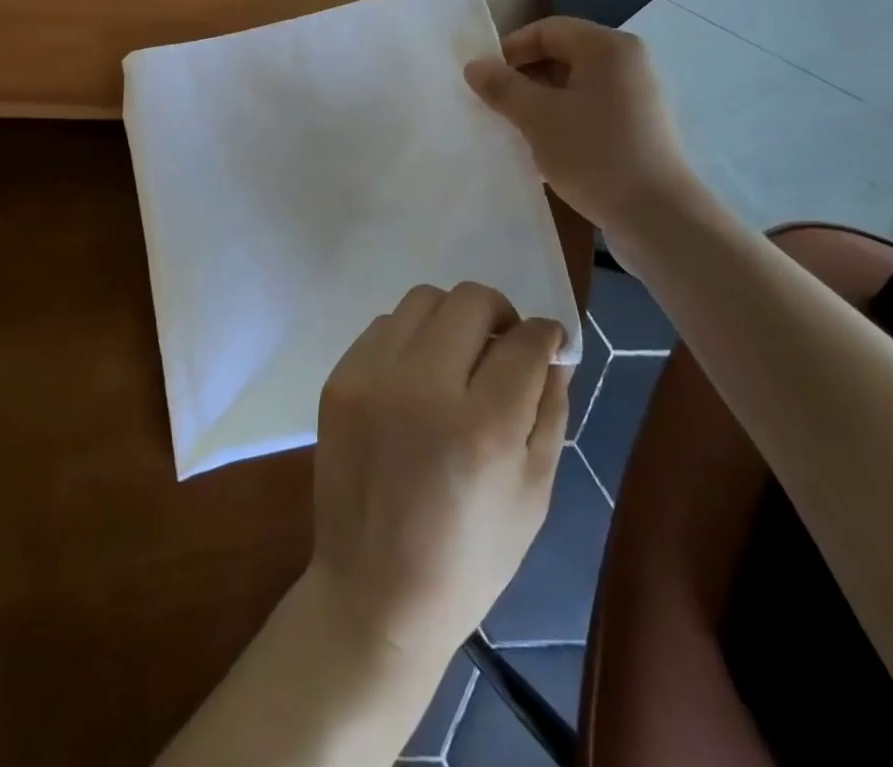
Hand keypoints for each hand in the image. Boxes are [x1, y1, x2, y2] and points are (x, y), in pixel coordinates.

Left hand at [309, 282, 568, 670]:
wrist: (373, 592)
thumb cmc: (468, 557)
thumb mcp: (533, 494)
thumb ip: (549, 410)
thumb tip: (554, 350)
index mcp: (482, 427)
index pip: (524, 341)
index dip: (546, 335)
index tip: (547, 342)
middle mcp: (423, 387)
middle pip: (470, 299)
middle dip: (499, 313)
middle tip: (502, 346)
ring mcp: (372, 377)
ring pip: (423, 300)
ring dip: (451, 319)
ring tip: (456, 360)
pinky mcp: (339, 379)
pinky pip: (383, 326)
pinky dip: (409, 339)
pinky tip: (415, 379)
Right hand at [463, 16, 695, 228]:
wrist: (658, 217)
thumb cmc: (595, 154)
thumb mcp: (538, 118)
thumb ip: (503, 87)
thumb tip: (474, 66)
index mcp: (607, 47)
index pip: (547, 30)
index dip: (510, 50)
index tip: (483, 80)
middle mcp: (627, 62)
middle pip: (562, 54)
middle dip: (524, 77)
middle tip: (494, 105)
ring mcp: (637, 95)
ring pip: (574, 84)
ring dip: (540, 101)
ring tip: (514, 128)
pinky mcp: (638, 126)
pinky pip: (590, 108)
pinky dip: (563, 118)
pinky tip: (544, 147)